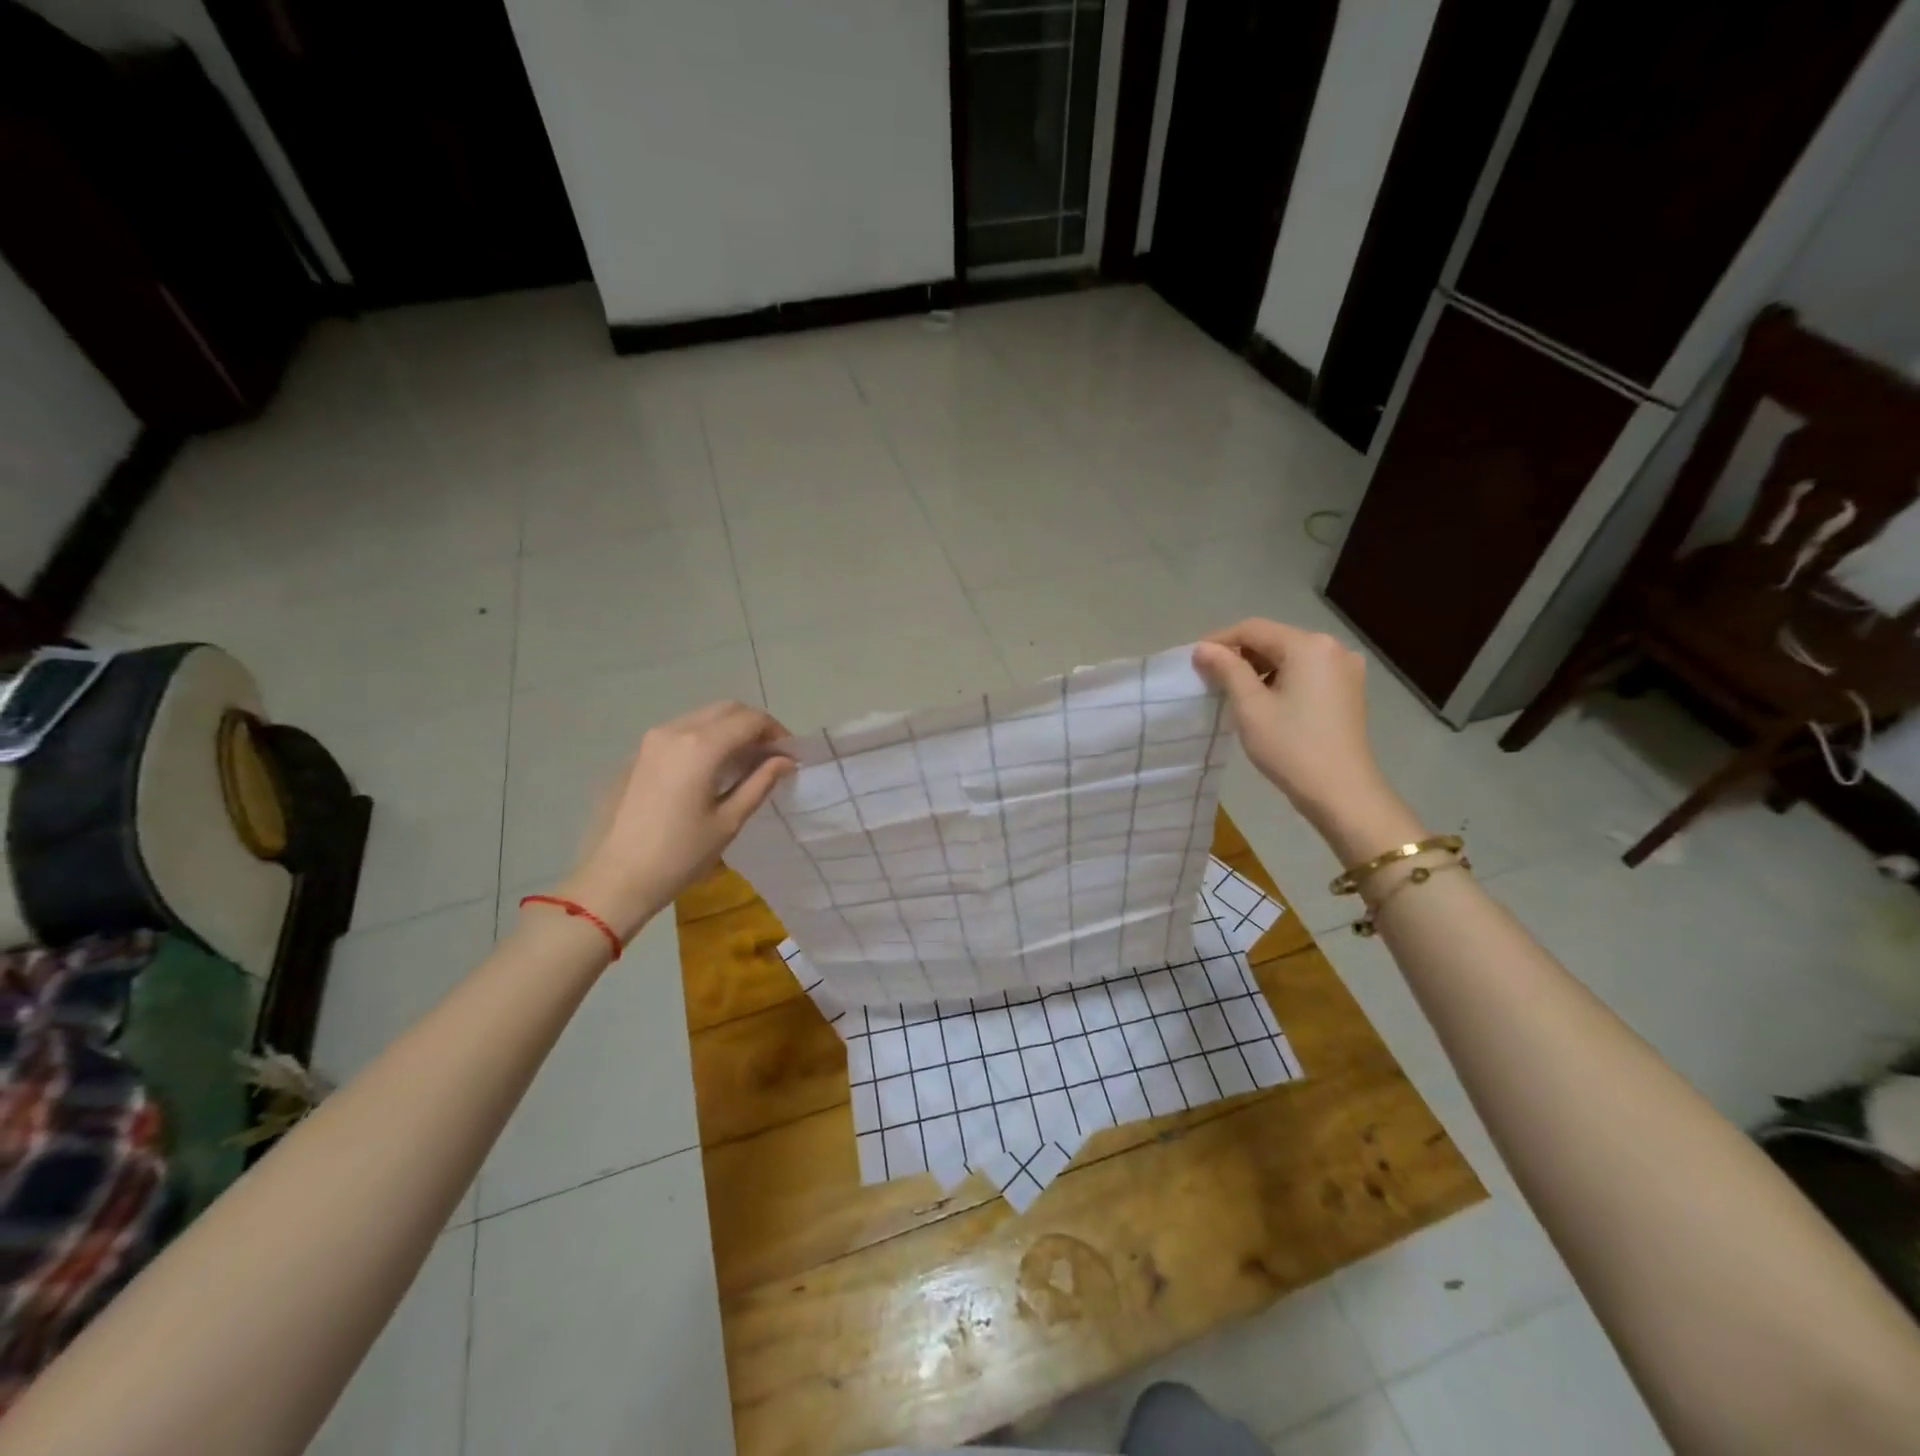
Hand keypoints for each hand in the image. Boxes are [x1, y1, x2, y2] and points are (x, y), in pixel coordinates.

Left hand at [554, 701, 794, 940]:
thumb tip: (785, 761)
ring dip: (729, 730)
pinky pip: (681, 732)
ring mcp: (652, 740)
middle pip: (726, 710)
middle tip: (772, 755)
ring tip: (745, 763)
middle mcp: (675, 731)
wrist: (615, 878)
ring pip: (702, 718)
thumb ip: (760, 783)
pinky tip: (712, 770)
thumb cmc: (680, 855)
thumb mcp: (728, 821)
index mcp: (701, 747)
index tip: (791, 755)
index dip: (777, 732)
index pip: (750, 720)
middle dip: (754, 725)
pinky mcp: (639, 754)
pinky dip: (705, 739)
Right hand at [1193, 619, 1406, 847]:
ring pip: (1290, 656)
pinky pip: (1306, 672)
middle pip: (1274, 640)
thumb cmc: (1291, 747)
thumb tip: (1203, 647)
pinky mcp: (1348, 689)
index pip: (1253, 629)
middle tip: (1211, 678)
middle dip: (1241, 655)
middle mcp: (1332, 648)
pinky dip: (1282, 679)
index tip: (1195, 660)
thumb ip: (1226, 669)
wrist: (1342, 792)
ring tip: (1235, 693)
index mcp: (1308, 646)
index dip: (1220, 640)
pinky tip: (1266, 701)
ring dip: (1260, 669)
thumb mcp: (1250, 706)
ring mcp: (1345, 669)